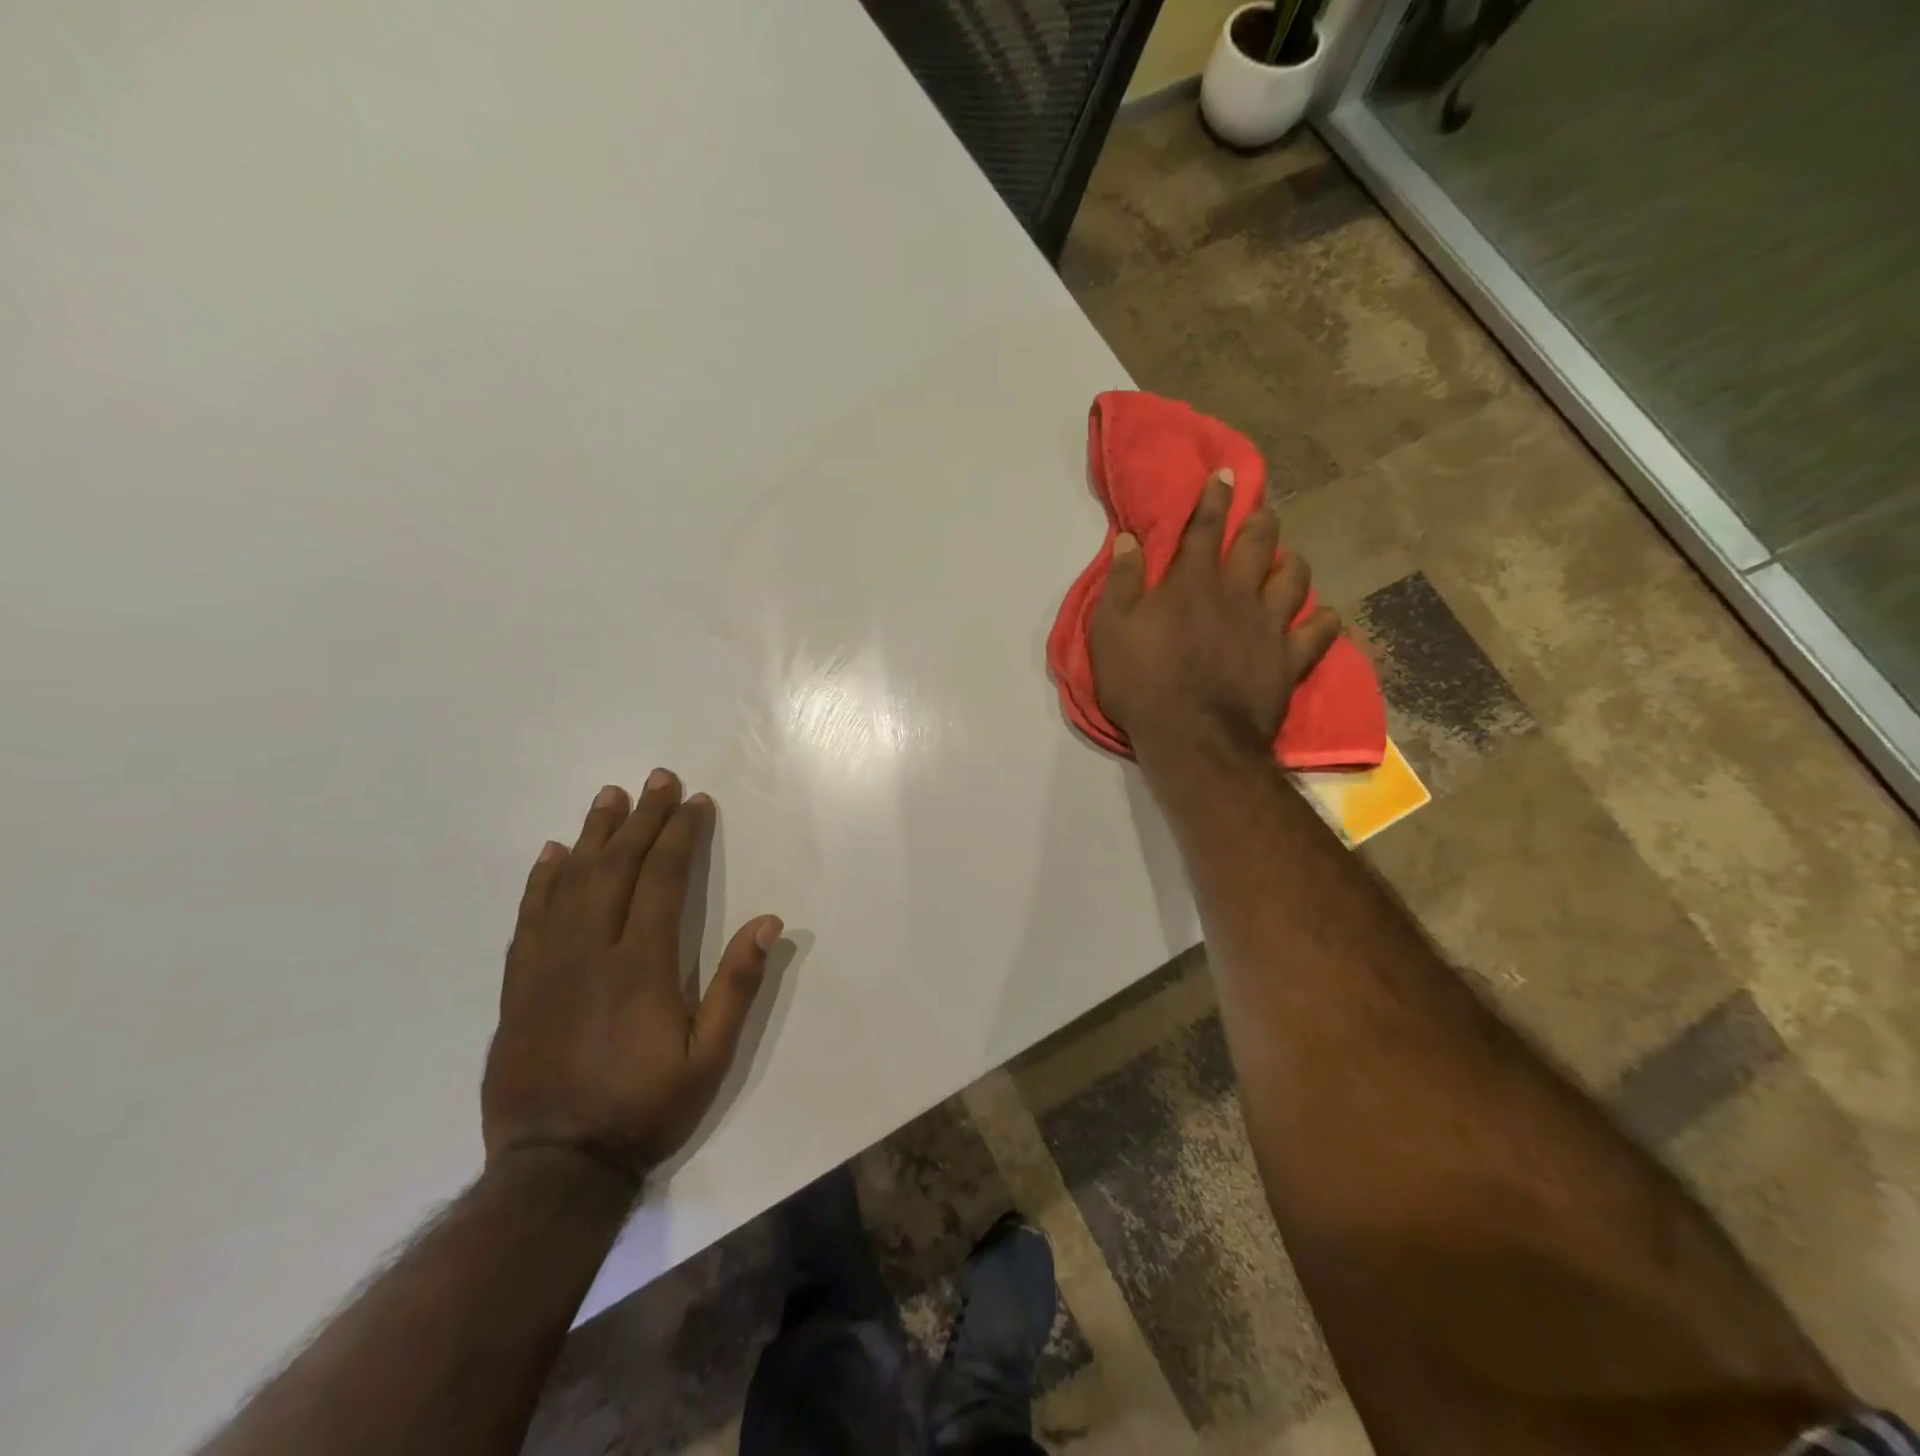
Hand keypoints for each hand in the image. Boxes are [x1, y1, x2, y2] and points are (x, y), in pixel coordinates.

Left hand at [481, 773, 783, 1188]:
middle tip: (657, 779)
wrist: (555, 1167)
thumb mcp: (710, 1058)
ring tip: (609, 797)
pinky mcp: (519, 986)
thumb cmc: (645, 1107)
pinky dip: (542, 880)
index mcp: (642, 965)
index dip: (680, 835)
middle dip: (642, 818)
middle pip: (617, 868)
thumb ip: (737, 986)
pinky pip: (529, 918)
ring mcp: (548, 966)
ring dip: (594, 834)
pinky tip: (553, 854)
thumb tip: (768, 922)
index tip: (694, 802)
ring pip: (571, 883)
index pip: (663, 879)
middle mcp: (591, 952)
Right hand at [1088, 469, 1340, 765]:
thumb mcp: (1110, 630)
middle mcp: (1237, 592)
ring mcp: (1270, 624)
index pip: (1206, 526)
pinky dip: (1322, 620)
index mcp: (1192, 581)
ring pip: (1296, 577)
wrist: (1191, 739)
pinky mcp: (1290, 659)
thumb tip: (1127, 539)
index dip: (1215, 496)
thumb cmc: (1142, 683)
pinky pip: (1320, 630)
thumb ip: (1120, 581)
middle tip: (1262, 511)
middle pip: (1259, 541)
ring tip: (1286, 561)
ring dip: (1291, 562)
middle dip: (1261, 519)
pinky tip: (1319, 617)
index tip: (1226, 474)